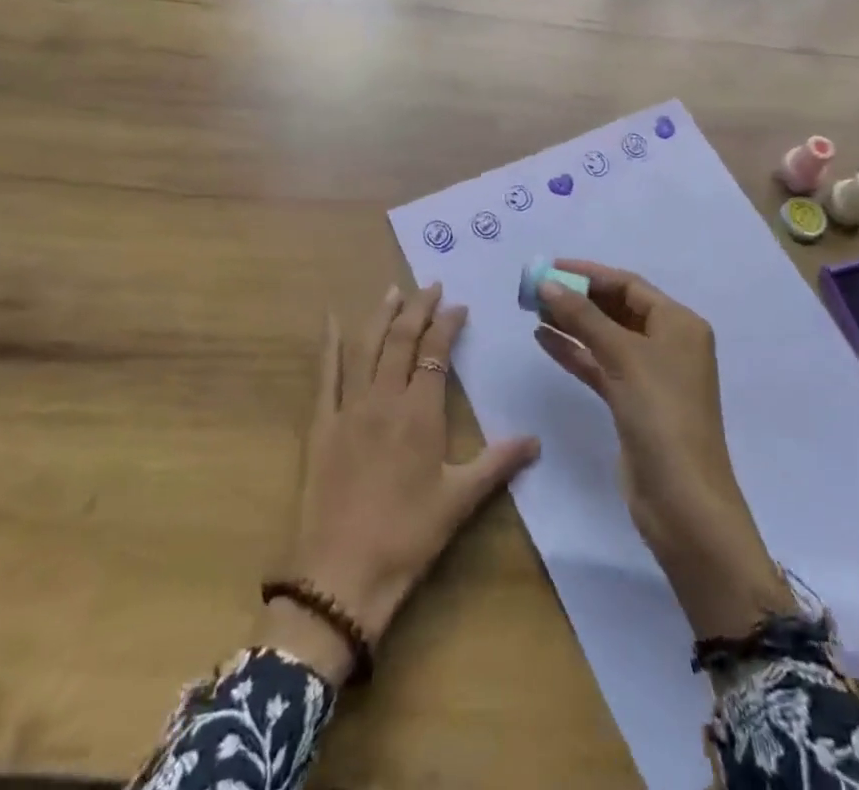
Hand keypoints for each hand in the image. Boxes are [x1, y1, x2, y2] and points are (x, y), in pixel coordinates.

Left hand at [262, 283, 540, 682]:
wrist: (341, 573)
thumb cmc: (408, 537)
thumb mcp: (459, 501)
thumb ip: (497, 463)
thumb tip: (536, 440)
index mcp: (420, 412)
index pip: (436, 353)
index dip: (447, 324)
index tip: (458, 305)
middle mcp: (384, 398)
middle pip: (402, 340)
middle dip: (417, 308)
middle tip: (430, 285)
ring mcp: (349, 407)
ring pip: (367, 347)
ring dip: (381, 315)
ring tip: (393, 291)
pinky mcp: (322, 424)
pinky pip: (326, 374)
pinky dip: (330, 344)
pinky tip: (333, 320)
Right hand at [534, 262, 794, 639]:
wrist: (683, 502)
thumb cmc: (661, 415)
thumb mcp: (623, 356)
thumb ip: (583, 317)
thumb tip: (547, 283)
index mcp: (678, 324)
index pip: (629, 285)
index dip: (589, 273)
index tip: (549, 267)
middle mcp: (668, 344)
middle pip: (616, 308)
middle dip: (577, 297)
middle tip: (534, 290)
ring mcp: (650, 375)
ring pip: (605, 337)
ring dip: (572, 323)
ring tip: (532, 310)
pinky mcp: (632, 403)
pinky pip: (599, 365)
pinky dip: (574, 352)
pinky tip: (543, 339)